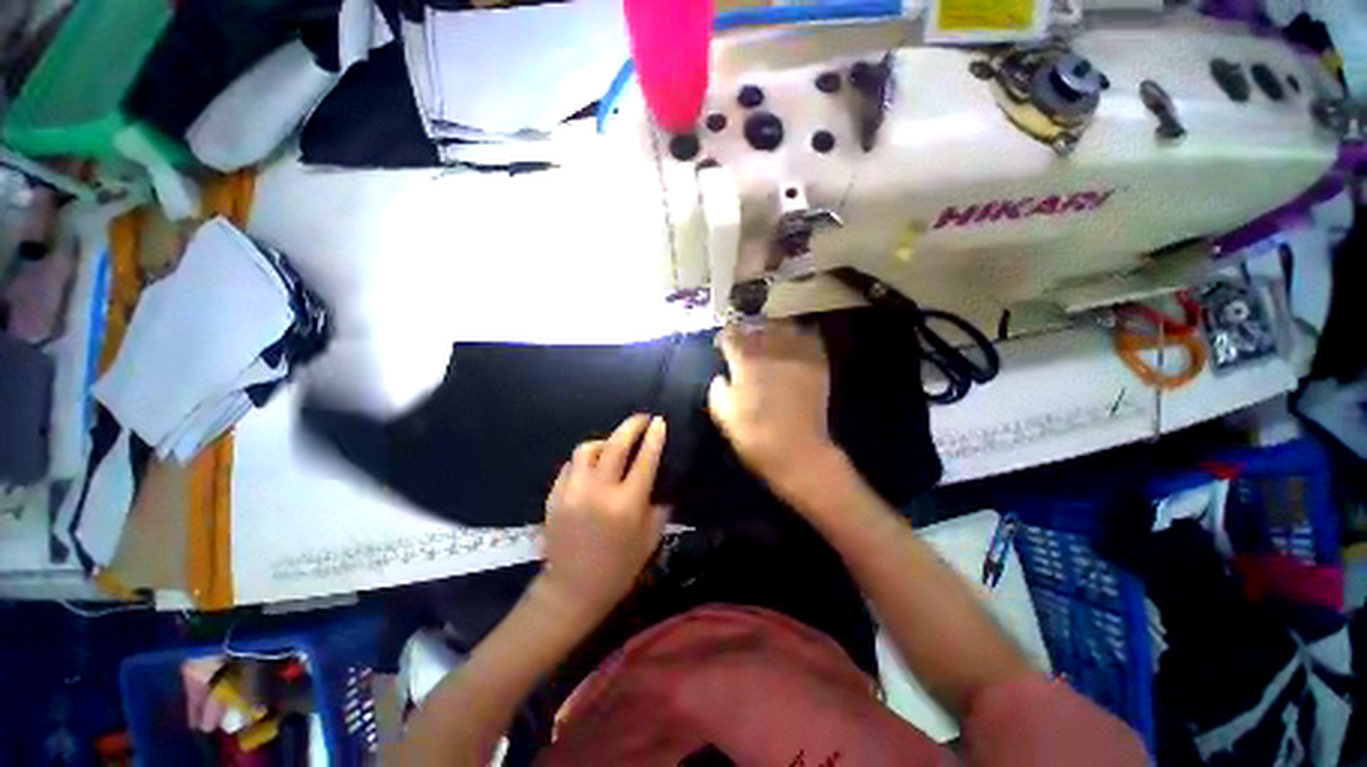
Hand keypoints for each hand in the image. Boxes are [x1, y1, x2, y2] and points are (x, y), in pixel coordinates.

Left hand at [541, 414, 668, 621]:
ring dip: (604, 441)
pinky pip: (570, 466)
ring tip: (613, 444)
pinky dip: (584, 460)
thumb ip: (659, 507)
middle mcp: (599, 492)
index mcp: (627, 504)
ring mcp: (572, 492)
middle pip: (616, 445)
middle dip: (631, 426)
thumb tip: (661, 481)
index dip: (654, 437)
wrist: (572, 590)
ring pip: (587, 449)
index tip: (659, 421)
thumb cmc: (619, 568)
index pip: (645, 460)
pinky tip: (591, 465)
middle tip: (641, 418)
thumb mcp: (650, 539)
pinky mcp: (554, 496)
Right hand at [708, 321, 841, 499]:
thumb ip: (717, 389)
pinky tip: (793, 341)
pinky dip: (799, 335)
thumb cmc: (754, 435)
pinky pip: (809, 337)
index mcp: (745, 362)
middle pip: (757, 325)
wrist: (797, 451)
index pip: (731, 335)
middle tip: (743, 335)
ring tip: (768, 334)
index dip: (724, 336)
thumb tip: (721, 377)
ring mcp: (796, 355)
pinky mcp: (816, 363)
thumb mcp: (722, 415)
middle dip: (747, 328)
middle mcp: (771, 351)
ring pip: (783, 326)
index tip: (721, 344)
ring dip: (772, 327)